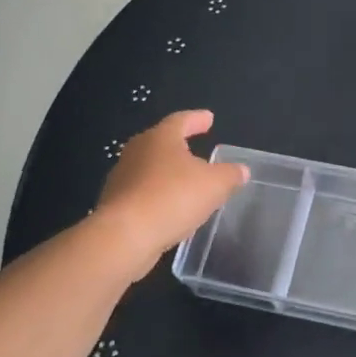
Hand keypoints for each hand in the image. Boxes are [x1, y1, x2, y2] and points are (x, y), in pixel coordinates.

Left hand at [94, 110, 248, 274]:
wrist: (124, 238)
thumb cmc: (173, 198)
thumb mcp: (215, 185)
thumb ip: (230, 174)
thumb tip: (241, 170)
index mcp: (160, 138)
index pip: (181, 120)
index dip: (197, 119)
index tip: (209, 119)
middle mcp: (137, 151)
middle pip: (161, 142)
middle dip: (179, 145)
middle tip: (195, 147)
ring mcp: (122, 178)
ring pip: (150, 169)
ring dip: (167, 173)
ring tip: (186, 183)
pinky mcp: (114, 205)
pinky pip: (142, 193)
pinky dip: (157, 196)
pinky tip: (170, 209)